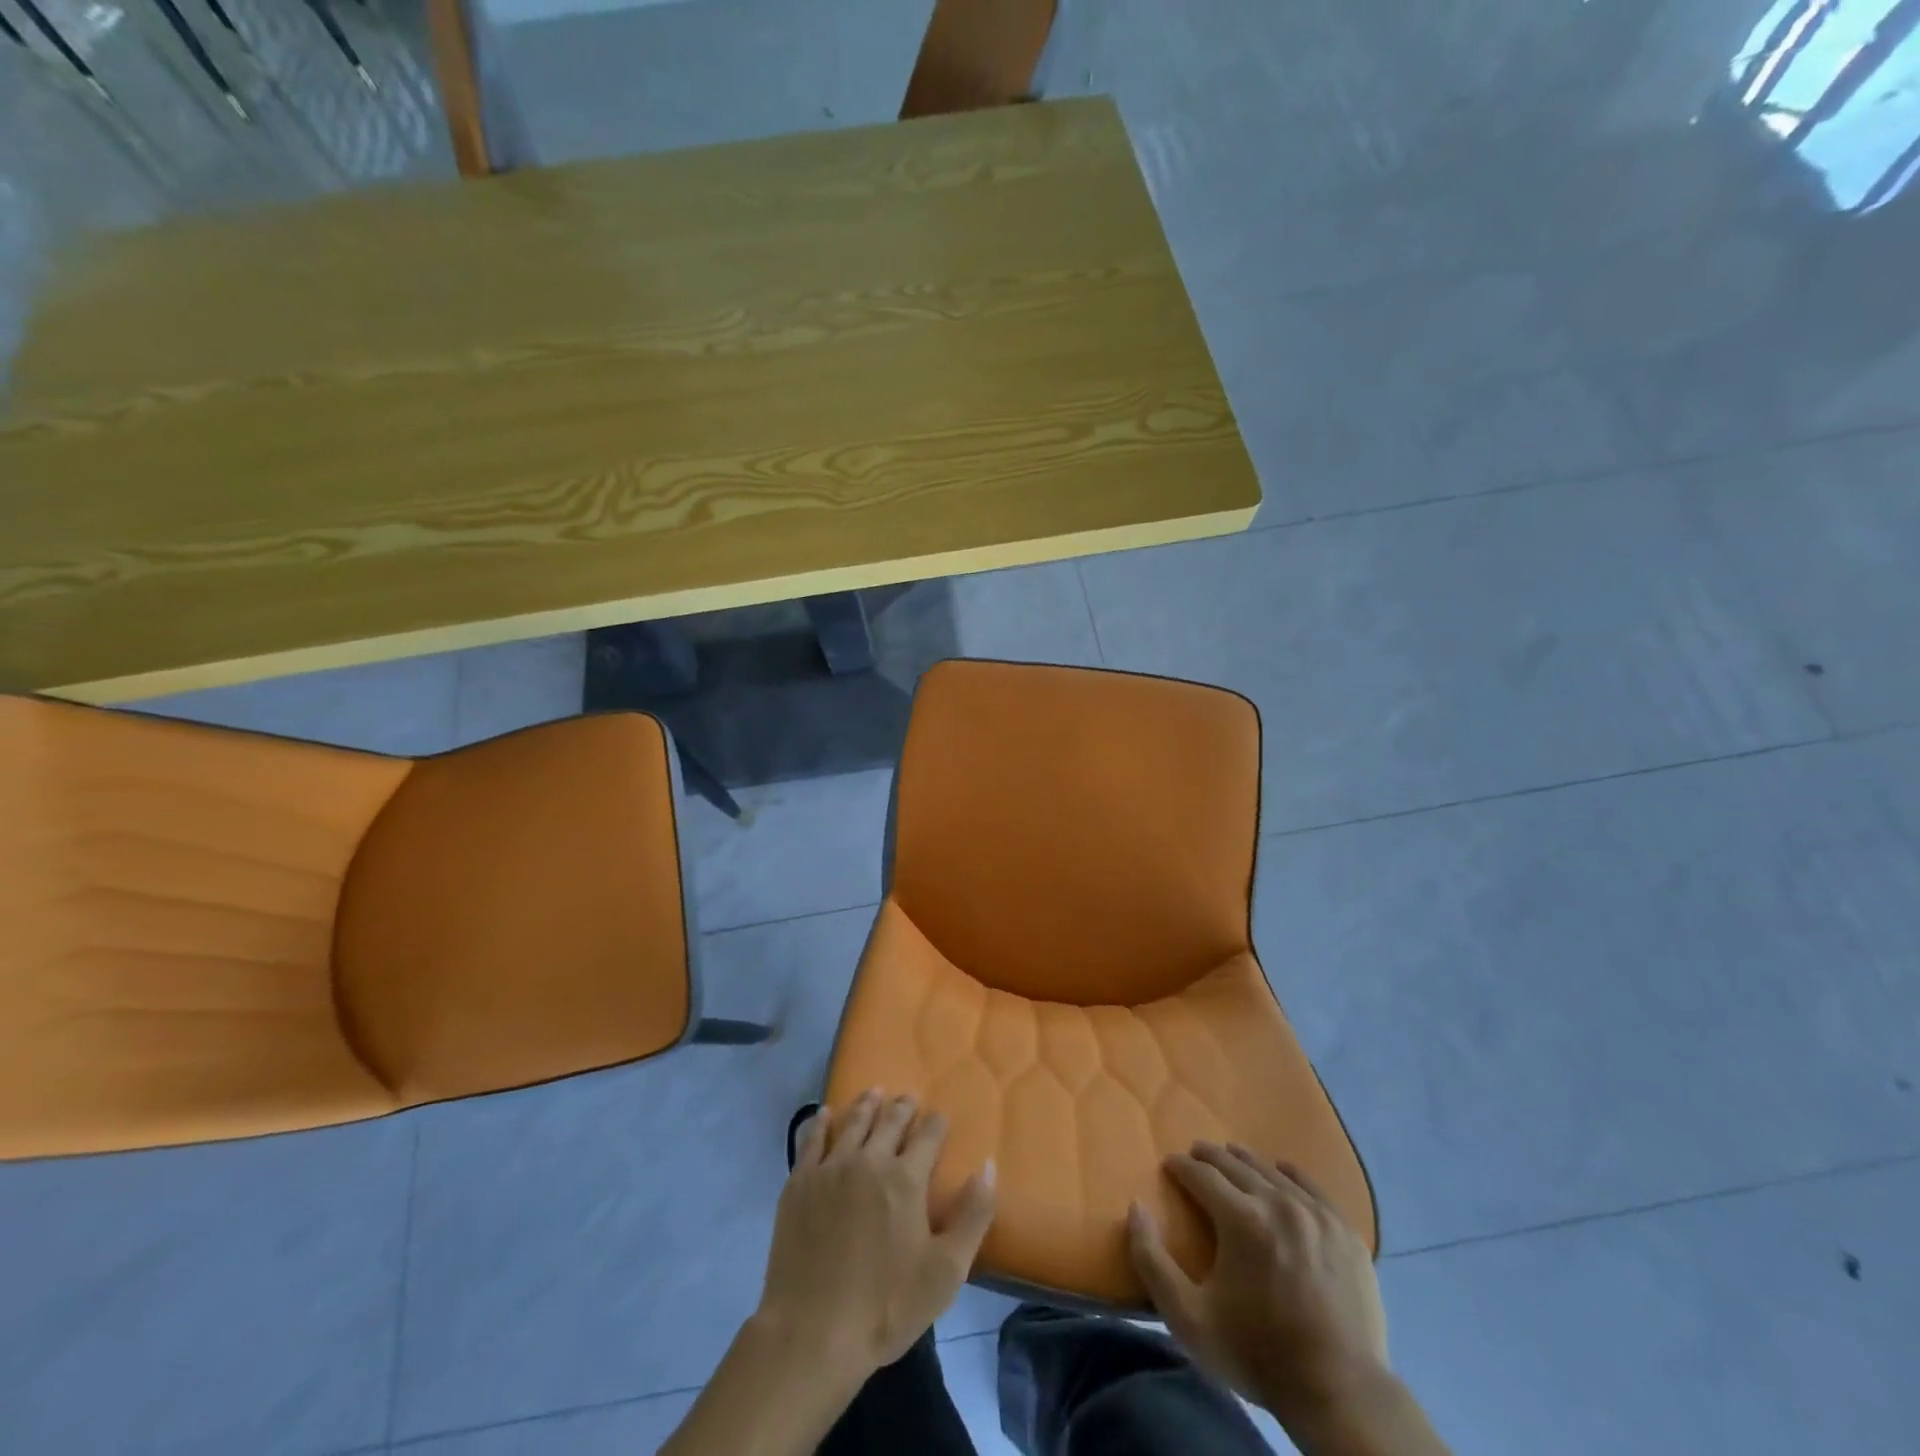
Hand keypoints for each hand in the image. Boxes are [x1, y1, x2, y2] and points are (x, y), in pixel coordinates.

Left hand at [756, 1091, 996, 1378]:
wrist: (812, 1332)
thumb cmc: (886, 1307)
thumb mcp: (946, 1271)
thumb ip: (973, 1215)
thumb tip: (988, 1165)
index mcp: (907, 1178)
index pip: (928, 1134)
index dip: (936, 1122)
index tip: (940, 1116)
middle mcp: (870, 1160)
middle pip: (890, 1121)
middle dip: (903, 1107)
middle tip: (907, 1097)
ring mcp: (831, 1168)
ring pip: (853, 1122)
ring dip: (867, 1105)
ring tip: (875, 1093)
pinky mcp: (800, 1183)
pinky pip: (812, 1139)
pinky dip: (822, 1121)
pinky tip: (826, 1113)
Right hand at [1128, 1142, 1387, 1423]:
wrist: (1340, 1395)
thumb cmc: (1257, 1354)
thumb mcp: (1188, 1318)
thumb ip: (1151, 1260)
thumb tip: (1135, 1207)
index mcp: (1241, 1218)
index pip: (1201, 1174)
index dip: (1181, 1166)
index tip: (1170, 1165)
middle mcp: (1278, 1203)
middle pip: (1235, 1164)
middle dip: (1210, 1157)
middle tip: (1195, 1156)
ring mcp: (1316, 1214)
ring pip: (1271, 1171)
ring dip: (1245, 1162)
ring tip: (1231, 1160)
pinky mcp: (1344, 1231)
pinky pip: (1311, 1185)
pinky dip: (1289, 1174)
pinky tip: (1280, 1173)